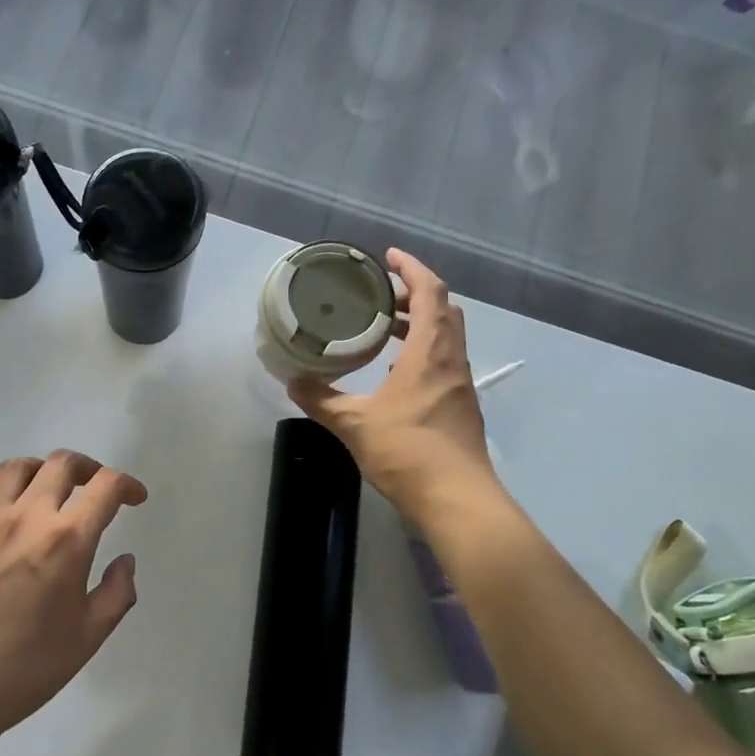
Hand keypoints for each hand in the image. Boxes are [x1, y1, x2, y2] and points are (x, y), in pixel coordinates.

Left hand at [0, 451, 146, 741]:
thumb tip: (124, 561)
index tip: (134, 499)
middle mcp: (28, 516)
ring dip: (43, 470)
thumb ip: (116, 593)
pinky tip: (9, 511)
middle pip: (62, 463)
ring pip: (19, 466)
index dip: (127, 485)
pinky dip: (2, 489)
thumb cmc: (25, 667)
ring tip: (52, 491)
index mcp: (66, 540)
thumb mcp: (88, 638)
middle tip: (97, 489)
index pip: (105, 486)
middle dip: (89, 469)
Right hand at [288, 249, 498, 522]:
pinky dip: (422, 351)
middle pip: (443, 309)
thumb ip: (322, 400)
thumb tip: (293, 382)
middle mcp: (451, 360)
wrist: (457, 499)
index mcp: (430, 351)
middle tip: (380, 295)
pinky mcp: (461, 405)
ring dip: (419, 323)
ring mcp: (460, 383)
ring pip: (446, 336)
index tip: (388, 256)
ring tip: (383, 328)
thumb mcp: (355, 424)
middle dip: (414, 294)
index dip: (411, 267)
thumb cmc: (408, 451)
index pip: (430, 291)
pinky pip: (444, 360)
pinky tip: (395, 371)